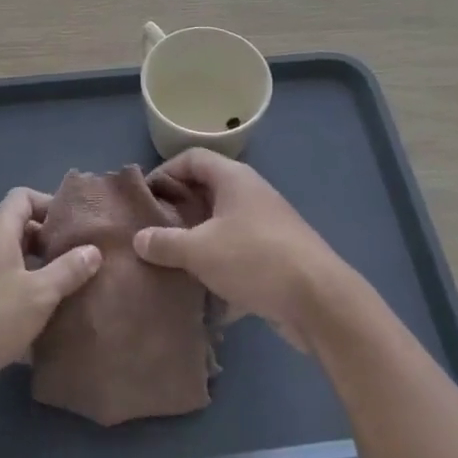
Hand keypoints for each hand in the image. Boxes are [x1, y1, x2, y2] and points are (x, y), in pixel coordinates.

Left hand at [0, 188, 101, 419]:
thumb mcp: (38, 293)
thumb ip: (68, 270)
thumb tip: (93, 250)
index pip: (23, 198)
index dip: (50, 204)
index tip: (77, 226)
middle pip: (22, 232)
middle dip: (53, 244)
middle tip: (84, 261)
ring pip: (16, 268)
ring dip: (43, 277)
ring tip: (75, 293)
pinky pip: (7, 297)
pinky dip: (28, 306)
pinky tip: (51, 328)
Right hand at [133, 149, 350, 349]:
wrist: (318, 299)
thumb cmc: (254, 259)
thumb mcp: (199, 250)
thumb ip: (165, 243)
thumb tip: (139, 239)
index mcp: (233, 178)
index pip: (192, 158)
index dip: (165, 172)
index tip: (143, 199)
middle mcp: (250, 193)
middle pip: (206, 190)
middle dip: (177, 210)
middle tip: (151, 232)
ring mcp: (265, 224)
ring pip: (221, 224)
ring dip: (196, 240)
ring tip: (169, 261)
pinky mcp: (275, 255)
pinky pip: (237, 251)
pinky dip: (218, 265)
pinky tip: (200, 291)